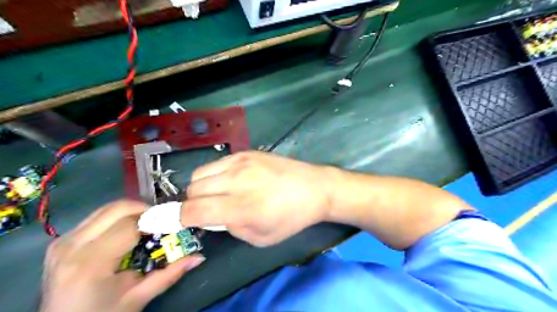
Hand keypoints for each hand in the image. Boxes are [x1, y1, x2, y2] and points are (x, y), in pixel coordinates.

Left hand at [41, 200, 205, 311]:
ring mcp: (63, 240)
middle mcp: (72, 245)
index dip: (156, 220)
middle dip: (146, 209)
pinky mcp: (62, 240)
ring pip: (107, 207)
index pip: (131, 225)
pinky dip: (118, 217)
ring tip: (147, 224)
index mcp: (91, 263)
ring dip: (132, 211)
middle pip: (118, 208)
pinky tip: (128, 230)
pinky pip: (97, 216)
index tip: (174, 223)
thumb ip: (170, 274)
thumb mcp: (139, 297)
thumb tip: (199, 256)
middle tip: (161, 222)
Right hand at [182, 149, 334, 245]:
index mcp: (242, 207)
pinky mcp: (247, 152)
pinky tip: (230, 180)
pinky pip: (216, 163)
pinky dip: (215, 174)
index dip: (175, 218)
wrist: (314, 187)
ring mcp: (241, 162)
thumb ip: (230, 228)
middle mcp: (237, 181)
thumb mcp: (260, 237)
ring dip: (201, 187)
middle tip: (207, 209)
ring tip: (218, 193)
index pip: (193, 211)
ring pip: (200, 174)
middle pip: (193, 189)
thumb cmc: (291, 217)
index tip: (167, 221)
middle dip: (192, 203)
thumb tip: (211, 217)